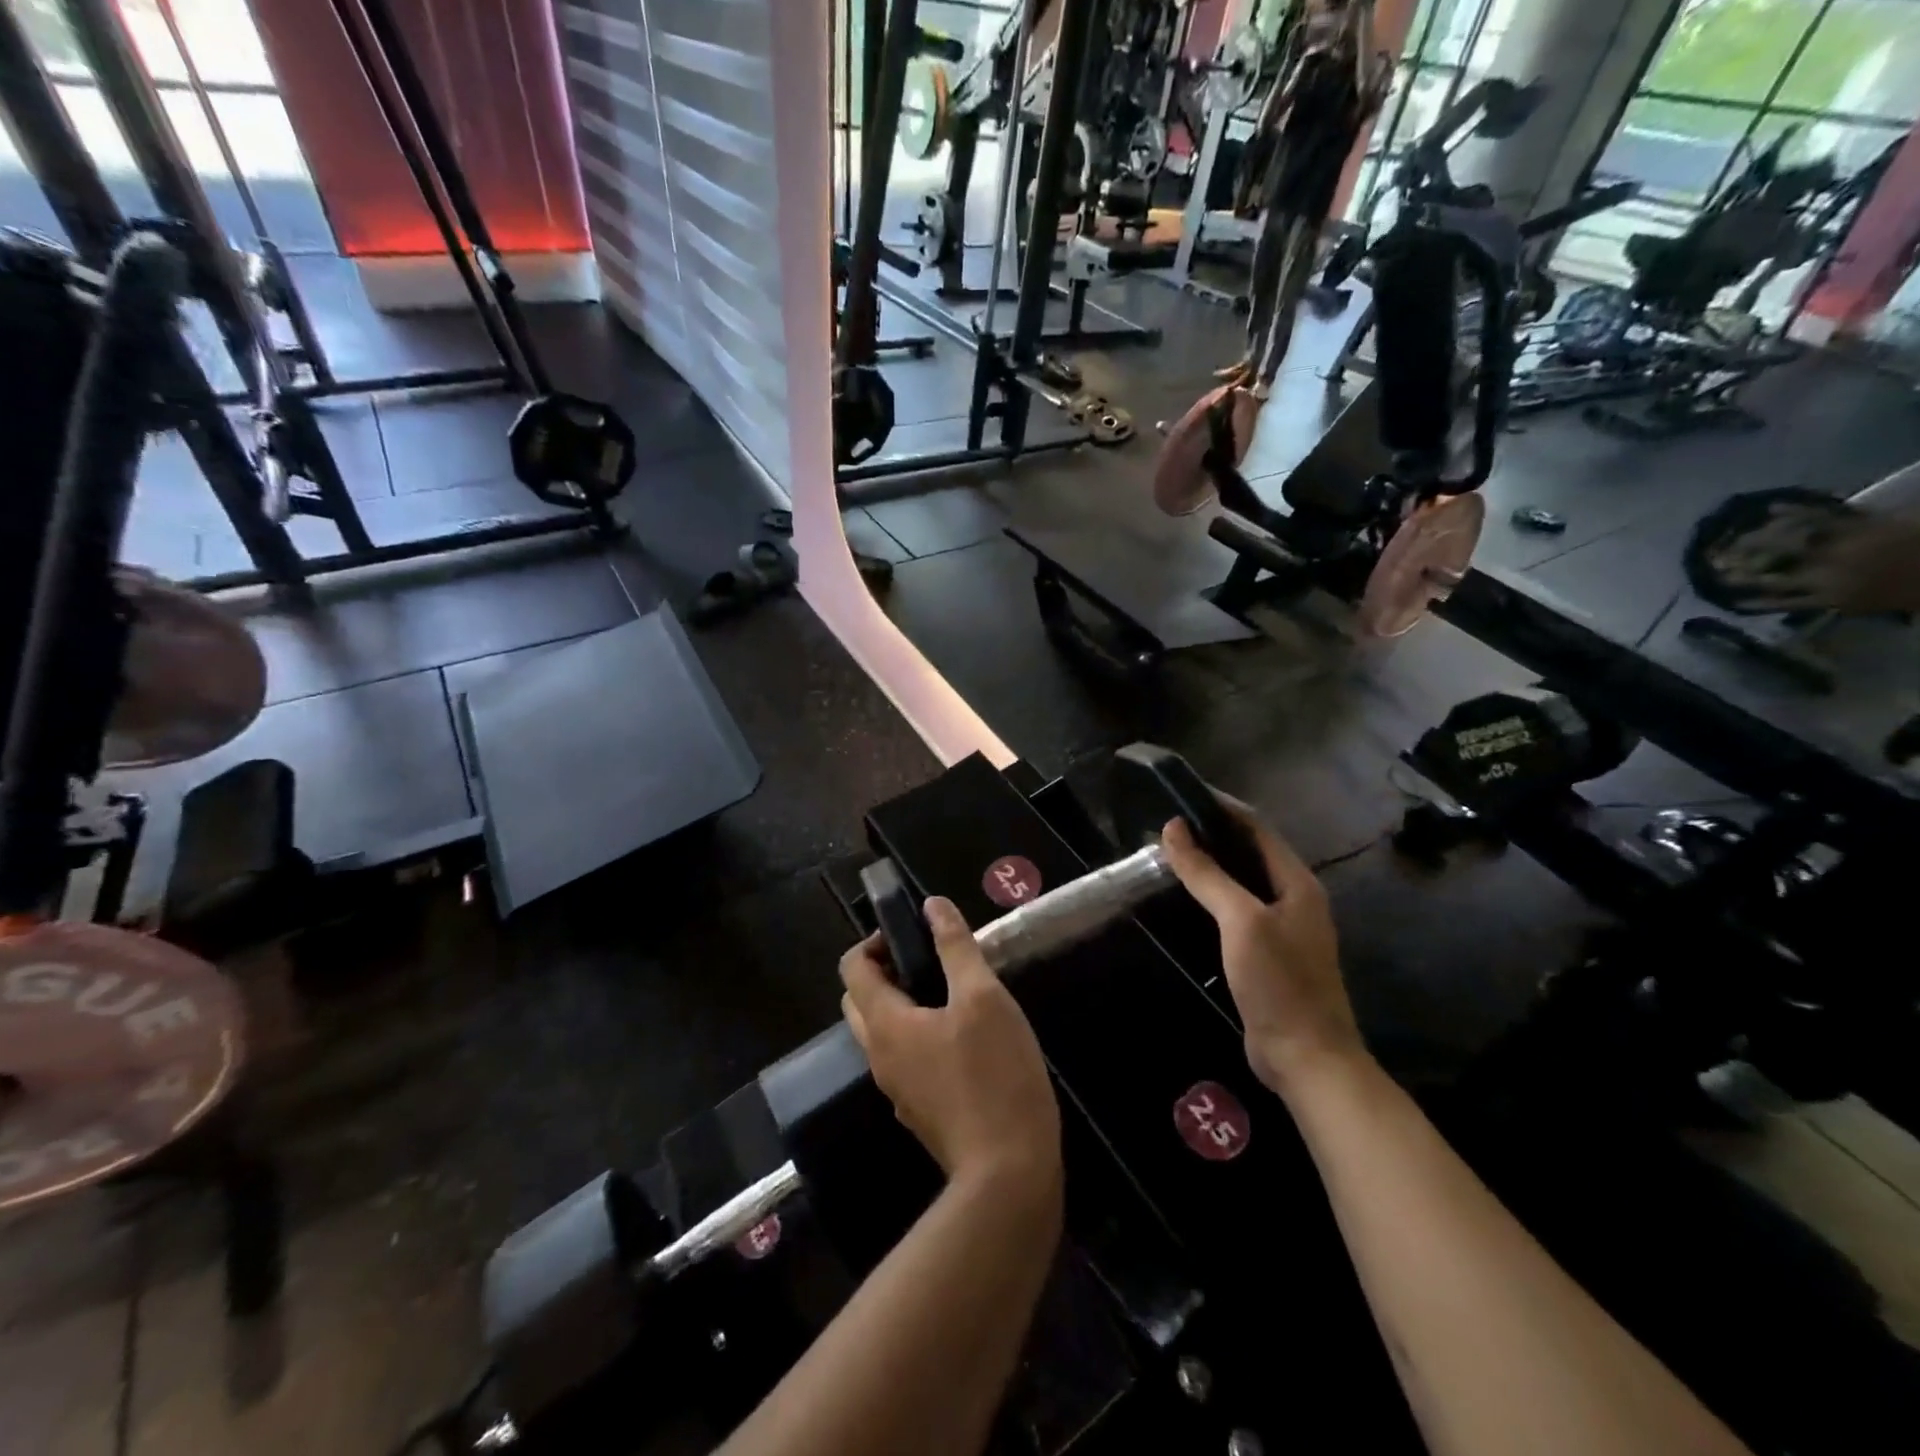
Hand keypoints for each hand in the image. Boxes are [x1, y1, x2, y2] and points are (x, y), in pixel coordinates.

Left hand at [840, 899, 1061, 1193]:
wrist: (1008, 1172)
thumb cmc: (994, 1074)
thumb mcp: (982, 997)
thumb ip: (955, 947)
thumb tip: (933, 905)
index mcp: (885, 1024)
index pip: (852, 968)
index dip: (874, 941)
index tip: (912, 933)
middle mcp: (878, 1056)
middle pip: (860, 1000)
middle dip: (884, 971)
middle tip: (928, 960)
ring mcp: (896, 1089)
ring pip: (882, 1032)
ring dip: (903, 1003)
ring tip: (951, 992)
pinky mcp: (918, 1111)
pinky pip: (904, 1058)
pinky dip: (918, 1035)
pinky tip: (963, 1038)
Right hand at [1161, 807, 1366, 1097]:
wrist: (1306, 1057)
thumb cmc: (1278, 982)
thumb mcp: (1240, 921)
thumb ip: (1207, 874)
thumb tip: (1173, 828)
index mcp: (1297, 882)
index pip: (1256, 828)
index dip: (1221, 807)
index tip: (1181, 794)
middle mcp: (1293, 898)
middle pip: (1249, 852)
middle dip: (1211, 834)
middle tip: (1166, 825)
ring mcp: (1282, 927)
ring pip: (1241, 882)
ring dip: (1210, 865)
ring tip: (1169, 854)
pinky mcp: (1267, 953)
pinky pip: (1236, 910)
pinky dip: (1211, 896)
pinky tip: (1185, 899)